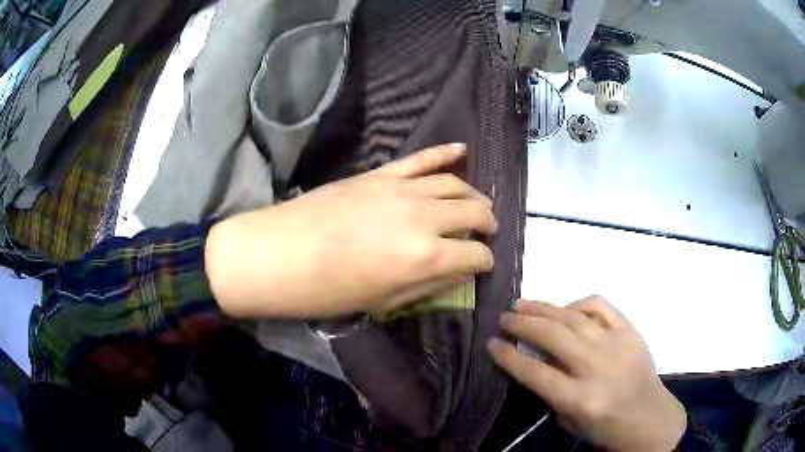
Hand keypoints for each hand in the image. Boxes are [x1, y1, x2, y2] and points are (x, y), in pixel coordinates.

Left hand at [205, 143, 496, 317]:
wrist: (278, 254)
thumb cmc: (327, 291)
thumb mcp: (382, 301)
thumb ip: (427, 285)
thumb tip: (457, 272)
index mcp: (425, 258)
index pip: (475, 255)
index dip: (483, 261)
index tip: (482, 264)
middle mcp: (423, 218)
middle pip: (473, 212)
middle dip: (487, 223)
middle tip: (488, 231)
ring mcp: (401, 189)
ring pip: (454, 183)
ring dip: (473, 193)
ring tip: (480, 203)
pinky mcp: (380, 174)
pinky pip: (421, 158)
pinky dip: (445, 153)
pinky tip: (463, 150)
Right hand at [488, 297, 685, 451]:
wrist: (650, 419)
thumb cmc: (608, 429)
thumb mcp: (572, 422)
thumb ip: (552, 392)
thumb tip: (534, 361)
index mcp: (581, 399)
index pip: (535, 372)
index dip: (509, 356)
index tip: (491, 343)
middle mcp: (597, 368)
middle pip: (553, 337)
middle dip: (522, 324)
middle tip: (503, 318)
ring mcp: (617, 345)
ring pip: (573, 317)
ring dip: (544, 308)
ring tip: (523, 304)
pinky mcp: (631, 331)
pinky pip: (601, 307)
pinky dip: (579, 304)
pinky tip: (567, 310)